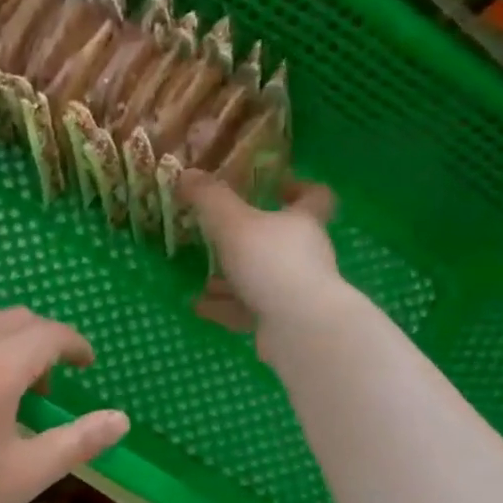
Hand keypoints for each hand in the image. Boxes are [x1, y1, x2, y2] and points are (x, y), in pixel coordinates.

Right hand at [180, 170, 343, 341]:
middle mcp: (305, 255)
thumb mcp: (234, 224)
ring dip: (233, 278)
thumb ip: (210, 199)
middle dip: (250, 240)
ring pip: (262, 279)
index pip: (315, 197)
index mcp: (302, 223)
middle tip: (220, 237)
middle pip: (282, 241)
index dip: (300, 188)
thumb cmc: (272, 264)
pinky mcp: (283, 323)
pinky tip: (199, 307)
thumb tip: (188, 174)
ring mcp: (296, 291)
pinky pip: (250, 310)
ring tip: (203, 279)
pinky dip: (225, 307)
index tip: (279, 186)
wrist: (300, 328)